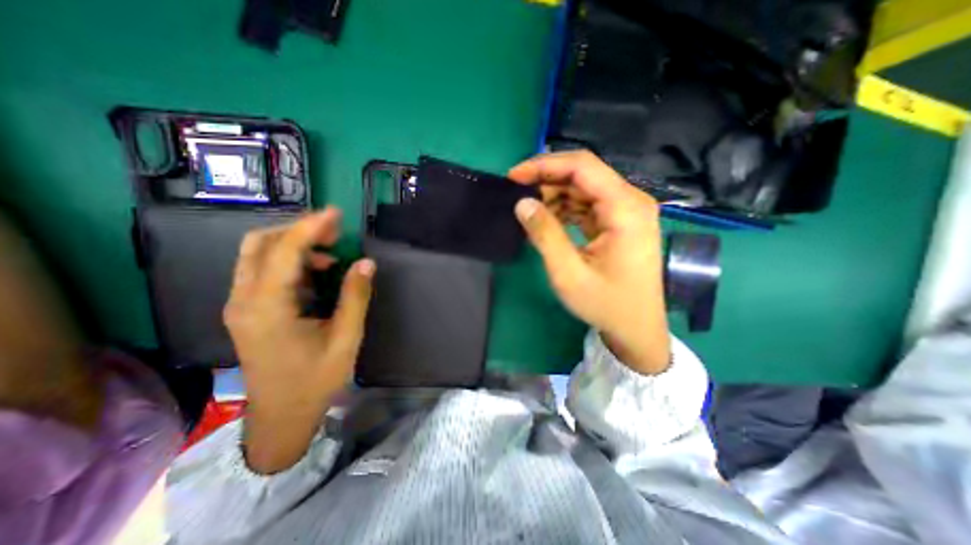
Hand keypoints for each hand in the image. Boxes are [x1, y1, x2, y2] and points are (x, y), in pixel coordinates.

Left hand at [223, 208, 374, 473]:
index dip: (310, 228)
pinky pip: (263, 271)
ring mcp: (241, 305)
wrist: (281, 416)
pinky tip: (316, 271)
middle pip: (260, 245)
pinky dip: (290, 261)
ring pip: (258, 255)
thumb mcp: (345, 339)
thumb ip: (355, 298)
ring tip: (331, 253)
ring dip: (294, 244)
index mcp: (268, 309)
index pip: (284, 253)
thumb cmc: (315, 381)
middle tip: (334, 232)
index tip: (335, 213)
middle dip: (297, 230)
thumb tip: (365, 263)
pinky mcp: (248, 310)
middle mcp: (245, 301)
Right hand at [504, 150, 672, 376]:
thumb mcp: (569, 273)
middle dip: (546, 180)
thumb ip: (545, 234)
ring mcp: (625, 211)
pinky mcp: (618, 222)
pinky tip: (546, 222)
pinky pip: (586, 205)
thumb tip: (522, 203)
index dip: (544, 165)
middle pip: (583, 174)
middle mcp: (630, 201)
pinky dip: (564, 210)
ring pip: (583, 189)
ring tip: (529, 213)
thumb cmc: (606, 304)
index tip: (514, 177)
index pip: (582, 167)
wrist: (636, 329)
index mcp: (625, 208)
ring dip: (553, 196)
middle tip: (516, 195)